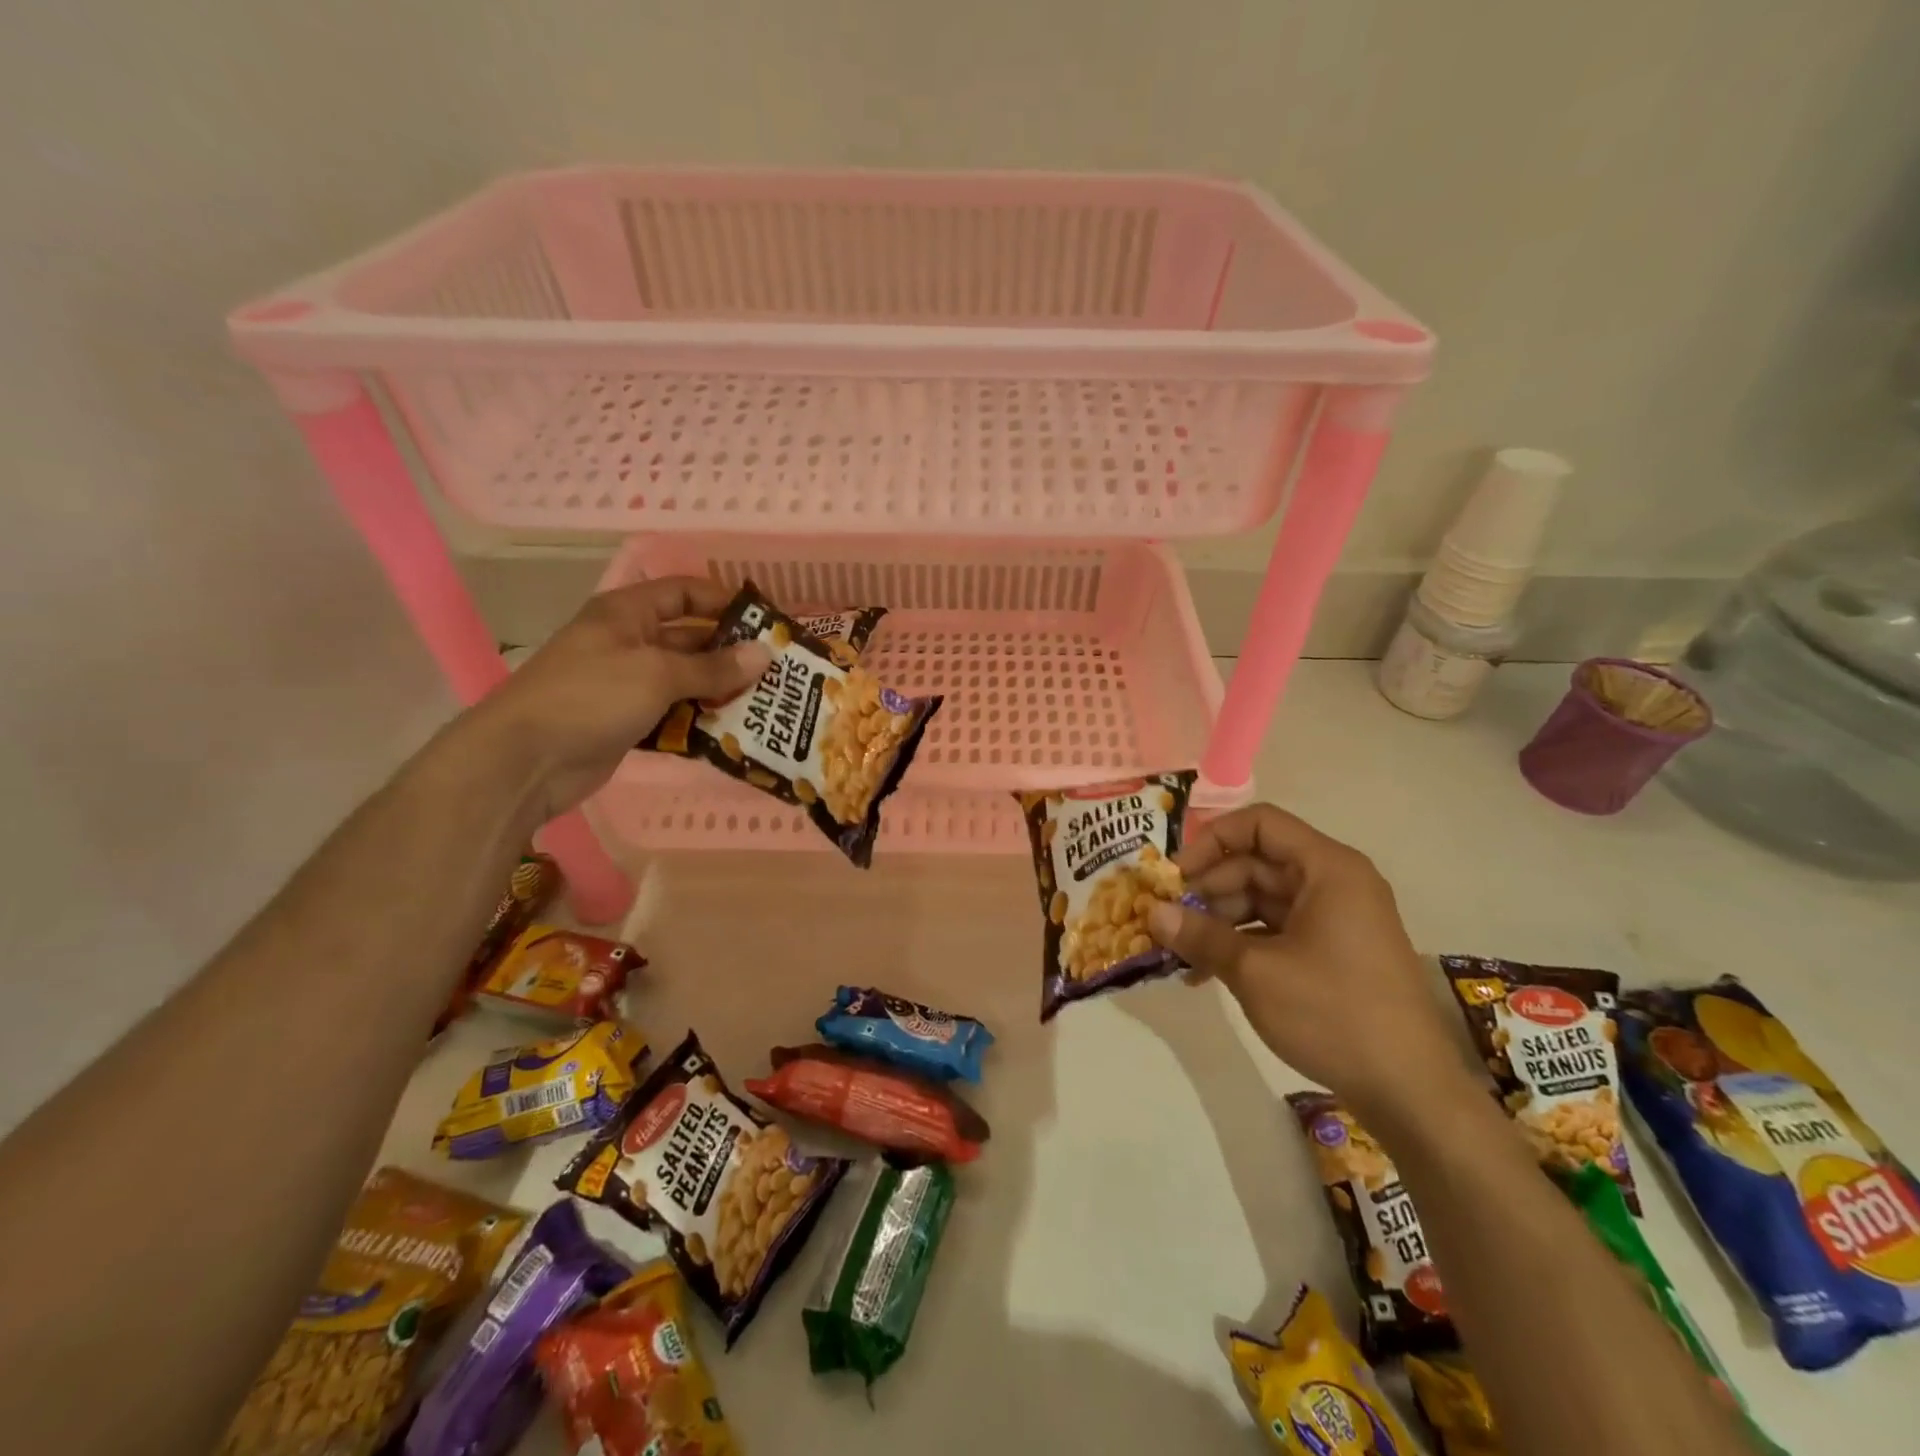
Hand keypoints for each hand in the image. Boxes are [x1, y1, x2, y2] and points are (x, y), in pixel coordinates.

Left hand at [460, 577, 770, 822]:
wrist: (526, 760)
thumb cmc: (591, 697)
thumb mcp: (657, 674)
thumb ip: (714, 666)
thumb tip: (766, 655)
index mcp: (627, 613)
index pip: (683, 593)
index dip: (723, 601)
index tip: (765, 622)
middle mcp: (627, 642)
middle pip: (689, 638)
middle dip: (730, 653)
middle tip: (775, 671)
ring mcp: (625, 684)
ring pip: (684, 680)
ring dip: (719, 690)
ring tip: (765, 703)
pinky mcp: (626, 721)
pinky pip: (673, 713)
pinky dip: (699, 720)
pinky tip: (732, 731)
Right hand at [1146, 804, 1474, 1125]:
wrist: (1411, 1092)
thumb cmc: (1333, 1014)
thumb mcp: (1255, 972)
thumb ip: (1200, 935)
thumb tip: (1151, 912)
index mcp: (1327, 869)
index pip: (1259, 824)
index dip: (1211, 841)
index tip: (1175, 876)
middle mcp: (1333, 883)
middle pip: (1256, 863)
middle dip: (1208, 889)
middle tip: (1167, 919)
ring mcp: (1335, 919)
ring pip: (1261, 899)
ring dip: (1218, 921)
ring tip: (1179, 953)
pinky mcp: (1332, 952)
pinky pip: (1275, 930)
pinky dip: (1241, 944)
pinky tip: (1205, 973)